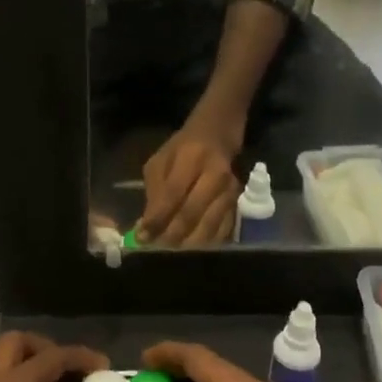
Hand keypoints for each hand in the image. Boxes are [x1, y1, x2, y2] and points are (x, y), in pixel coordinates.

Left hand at [138, 115, 242, 246]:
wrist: (219, 134)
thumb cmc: (183, 148)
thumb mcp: (161, 161)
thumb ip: (154, 192)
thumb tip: (147, 226)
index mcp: (192, 158)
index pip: (173, 194)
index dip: (157, 219)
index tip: (142, 237)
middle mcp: (216, 175)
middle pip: (191, 214)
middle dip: (171, 235)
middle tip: (156, 246)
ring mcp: (231, 190)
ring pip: (208, 226)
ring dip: (187, 242)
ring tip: (171, 247)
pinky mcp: (239, 202)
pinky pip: (222, 230)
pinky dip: (205, 242)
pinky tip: (191, 243)